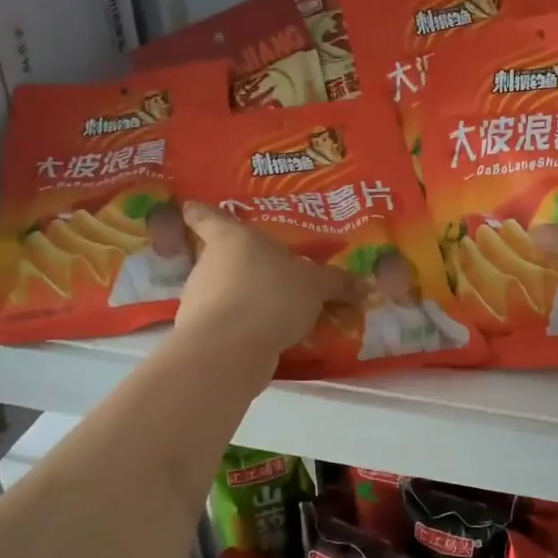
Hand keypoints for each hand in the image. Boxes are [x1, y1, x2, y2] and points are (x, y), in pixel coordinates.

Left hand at [175, 202, 360, 361]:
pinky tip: (270, 337)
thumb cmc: (270, 295)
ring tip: (279, 310)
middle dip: (243, 266)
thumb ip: (337, 283)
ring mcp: (200, 300)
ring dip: (246, 299)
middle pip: (220, 258)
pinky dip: (244, 327)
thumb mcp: (315, 286)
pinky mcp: (201, 334)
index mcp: (231, 238)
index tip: (191, 207)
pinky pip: (229, 323)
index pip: (207, 217)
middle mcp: (209, 264)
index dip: (200, 212)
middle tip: (271, 271)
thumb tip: (366, 285)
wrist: (230, 350)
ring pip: (224, 292)